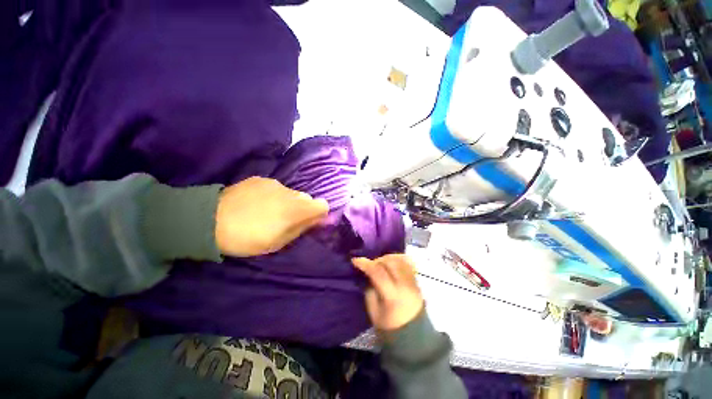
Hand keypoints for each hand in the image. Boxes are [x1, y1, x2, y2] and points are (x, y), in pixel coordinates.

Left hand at [215, 177, 328, 256]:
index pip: (323, 205)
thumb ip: (302, 228)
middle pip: (307, 199)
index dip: (319, 214)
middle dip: (302, 209)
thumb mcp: (279, 242)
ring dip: (286, 202)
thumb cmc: (248, 238)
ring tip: (267, 212)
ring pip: (291, 193)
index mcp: (297, 209)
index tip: (308, 222)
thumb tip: (320, 220)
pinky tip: (256, 203)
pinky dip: (273, 195)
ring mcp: (275, 183)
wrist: (210, 220)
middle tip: (285, 221)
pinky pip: (276, 188)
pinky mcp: (261, 179)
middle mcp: (291, 192)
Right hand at [353, 255, 424, 331]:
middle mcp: (405, 285)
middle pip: (390, 262)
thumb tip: (368, 274)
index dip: (365, 264)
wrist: (413, 335)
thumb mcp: (373, 311)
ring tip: (381, 264)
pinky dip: (398, 259)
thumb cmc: (389, 326)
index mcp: (392, 296)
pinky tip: (392, 262)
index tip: (355, 260)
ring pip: (400, 259)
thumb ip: (370, 290)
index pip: (378, 273)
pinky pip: (408, 263)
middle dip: (377, 260)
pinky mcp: (417, 281)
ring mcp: (413, 282)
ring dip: (388, 258)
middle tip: (370, 265)